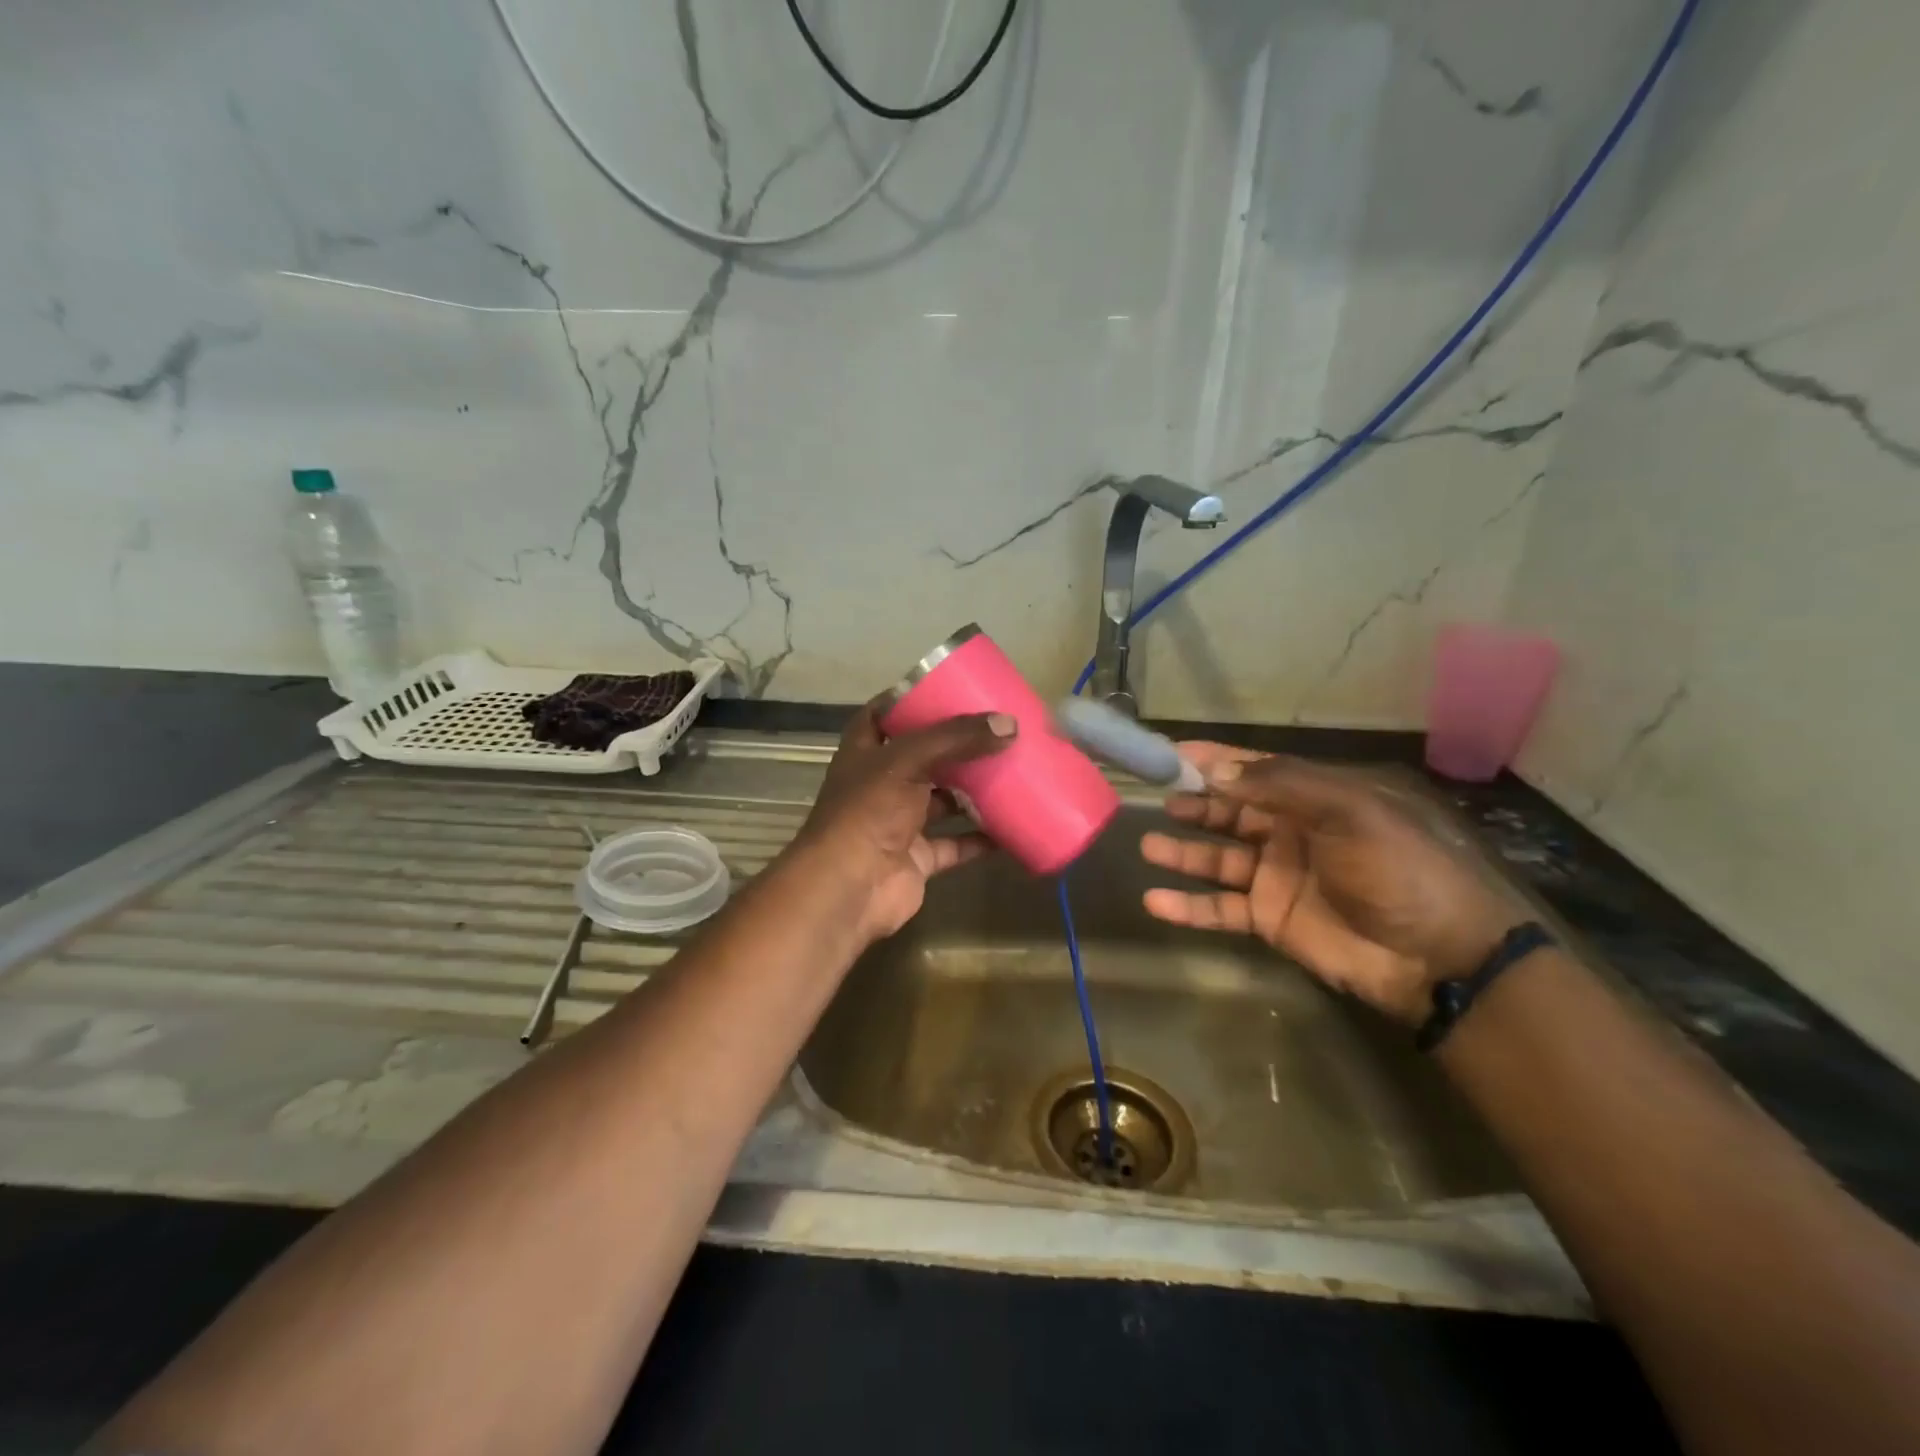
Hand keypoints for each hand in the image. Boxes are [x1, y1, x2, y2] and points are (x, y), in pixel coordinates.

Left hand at [793, 700, 1016, 943]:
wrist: (849, 888)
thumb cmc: (868, 811)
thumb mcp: (908, 760)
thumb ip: (957, 739)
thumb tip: (1009, 725)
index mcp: (865, 752)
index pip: (883, 715)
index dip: (909, 700)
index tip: (948, 687)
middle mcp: (880, 784)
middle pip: (922, 757)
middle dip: (956, 746)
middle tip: (996, 729)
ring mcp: (899, 823)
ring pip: (942, 801)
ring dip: (973, 790)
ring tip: (1013, 769)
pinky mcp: (919, 857)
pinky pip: (957, 843)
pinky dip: (982, 837)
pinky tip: (1013, 824)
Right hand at [1138, 744, 1523, 1024]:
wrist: (1436, 956)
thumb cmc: (1397, 870)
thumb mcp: (1349, 812)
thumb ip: (1280, 787)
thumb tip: (1213, 771)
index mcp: (1313, 800)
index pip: (1254, 770)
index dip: (1214, 760)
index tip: (1170, 753)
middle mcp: (1289, 833)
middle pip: (1229, 812)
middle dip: (1194, 804)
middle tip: (1158, 800)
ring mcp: (1275, 878)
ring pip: (1216, 859)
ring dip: (1182, 852)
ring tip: (1148, 846)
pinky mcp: (1268, 919)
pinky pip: (1219, 908)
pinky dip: (1188, 906)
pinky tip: (1155, 900)